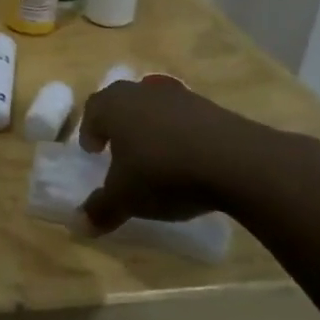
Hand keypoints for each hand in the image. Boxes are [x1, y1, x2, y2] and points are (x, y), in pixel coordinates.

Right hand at [74, 76, 301, 234]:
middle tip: (120, 148)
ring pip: (156, 108)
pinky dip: (183, 135)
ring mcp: (181, 97)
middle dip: (119, 124)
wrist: (240, 163)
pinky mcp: (214, 109)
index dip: (89, 131)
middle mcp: (142, 93)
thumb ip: (101, 209)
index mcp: (113, 106)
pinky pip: (187, 120)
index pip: (92, 111)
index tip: (94, 152)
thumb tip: (79, 226)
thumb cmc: (164, 173)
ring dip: (152, 128)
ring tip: (158, 157)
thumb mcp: (126, 199)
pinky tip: (190, 161)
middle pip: (123, 102)